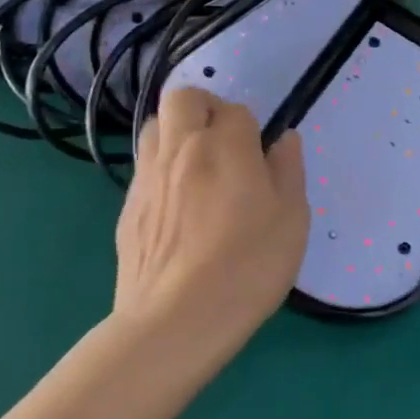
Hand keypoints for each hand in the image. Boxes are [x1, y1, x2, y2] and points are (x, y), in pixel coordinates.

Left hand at [114, 89, 307, 372]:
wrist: (177, 320)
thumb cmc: (248, 264)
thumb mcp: (292, 218)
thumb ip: (289, 170)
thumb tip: (284, 139)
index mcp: (225, 145)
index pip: (237, 110)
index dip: (251, 128)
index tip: (261, 157)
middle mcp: (181, 149)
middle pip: (183, 98)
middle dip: (205, 107)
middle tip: (225, 142)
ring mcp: (148, 178)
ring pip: (154, 126)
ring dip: (176, 133)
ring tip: (198, 166)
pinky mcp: (127, 209)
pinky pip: (144, 167)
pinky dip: (161, 169)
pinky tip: (178, 205)